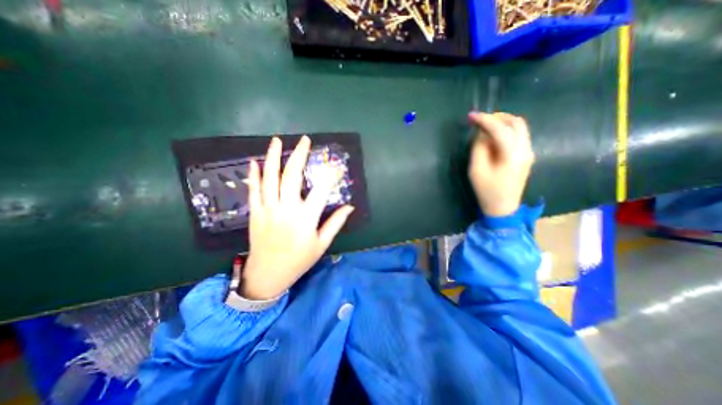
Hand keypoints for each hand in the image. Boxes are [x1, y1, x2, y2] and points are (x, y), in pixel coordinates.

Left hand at [242, 136, 354, 300]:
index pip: (321, 191)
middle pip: (292, 177)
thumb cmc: (299, 260)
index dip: (330, 175)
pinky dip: (254, 175)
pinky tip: (255, 161)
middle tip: (304, 140)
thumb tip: (350, 207)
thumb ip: (335, 223)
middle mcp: (287, 210)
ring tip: (277, 141)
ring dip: (273, 158)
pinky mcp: (255, 213)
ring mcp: (268, 210)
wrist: (268, 274)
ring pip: (270, 179)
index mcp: (306, 219)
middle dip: (299, 156)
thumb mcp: (322, 244)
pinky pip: (253, 190)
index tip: (336, 165)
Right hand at [468, 111, 535, 217]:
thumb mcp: (476, 169)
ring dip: (502, 123)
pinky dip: (506, 131)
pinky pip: (518, 136)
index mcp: (512, 153)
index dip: (484, 120)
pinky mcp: (526, 156)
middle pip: (516, 123)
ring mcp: (528, 152)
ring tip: (485, 126)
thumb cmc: (486, 190)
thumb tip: (481, 134)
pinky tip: (493, 137)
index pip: (500, 129)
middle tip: (480, 120)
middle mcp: (525, 149)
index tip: (471, 115)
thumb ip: (479, 148)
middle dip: (497, 117)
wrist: (503, 208)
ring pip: (519, 128)